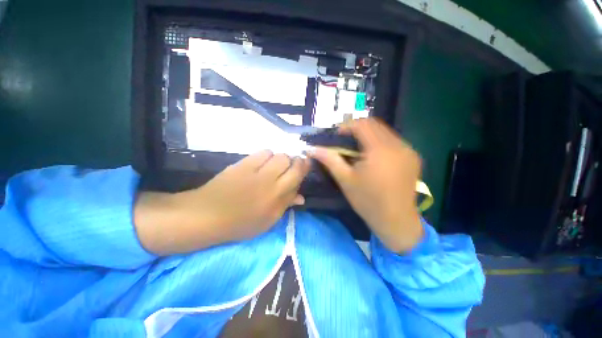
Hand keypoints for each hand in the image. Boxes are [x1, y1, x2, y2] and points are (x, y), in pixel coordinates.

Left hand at [134, 151, 309, 254]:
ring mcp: (256, 171)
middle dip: (295, 161)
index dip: (305, 167)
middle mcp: (270, 182)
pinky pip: (263, 152)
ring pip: (279, 155)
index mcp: (277, 199)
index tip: (306, 164)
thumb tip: (301, 197)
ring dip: (281, 159)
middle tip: (291, 165)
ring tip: (275, 165)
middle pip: (291, 162)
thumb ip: (286, 205)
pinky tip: (262, 162)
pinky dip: (267, 155)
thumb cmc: (240, 223)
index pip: (298, 176)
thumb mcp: (267, 221)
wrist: (207, 215)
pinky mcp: (243, 164)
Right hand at [310, 118, 422, 252]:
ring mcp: (408, 150)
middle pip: (375, 124)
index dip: (347, 126)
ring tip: (358, 150)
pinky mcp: (413, 157)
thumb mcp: (345, 180)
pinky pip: (393, 141)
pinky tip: (373, 156)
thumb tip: (312, 148)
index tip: (337, 136)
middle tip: (345, 142)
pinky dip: (379, 142)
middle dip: (357, 129)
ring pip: (384, 131)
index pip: (363, 124)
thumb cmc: (368, 201)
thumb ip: (329, 160)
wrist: (396, 221)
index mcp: (380, 150)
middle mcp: (398, 145)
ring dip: (368, 135)